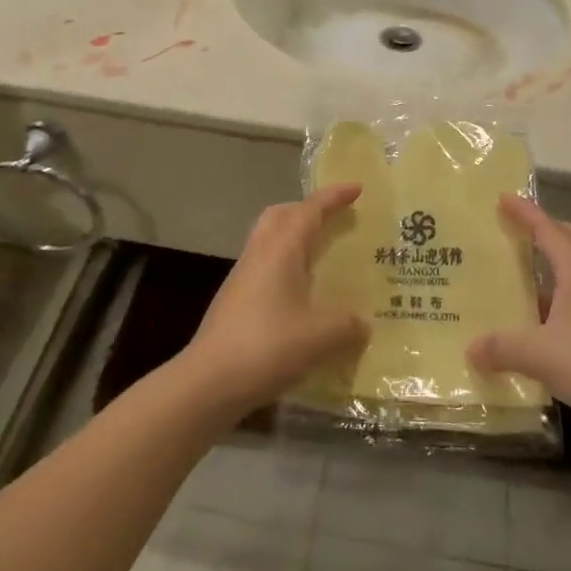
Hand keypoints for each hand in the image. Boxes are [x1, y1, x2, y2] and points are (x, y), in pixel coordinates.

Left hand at [183, 185, 368, 417]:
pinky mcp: (235, 301)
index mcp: (281, 249)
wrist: (208, 382)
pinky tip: (302, 293)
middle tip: (334, 218)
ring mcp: (243, 277)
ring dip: (295, 238)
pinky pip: (265, 266)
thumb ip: (348, 324)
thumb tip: (362, 323)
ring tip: (321, 254)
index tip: (357, 188)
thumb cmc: (267, 346)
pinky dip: (286, 266)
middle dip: (307, 209)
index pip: (310, 209)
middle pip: (281, 215)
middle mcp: (260, 254)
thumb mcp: (321, 336)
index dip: (334, 196)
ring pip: (270, 240)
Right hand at [467, 195, 570, 438]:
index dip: (526, 213)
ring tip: (522, 275)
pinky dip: (558, 300)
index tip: (503, 197)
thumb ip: (502, 347)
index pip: (548, 231)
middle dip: (547, 230)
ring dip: (552, 266)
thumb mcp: (539, 354)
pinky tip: (540, 323)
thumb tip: (470, 347)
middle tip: (519, 230)